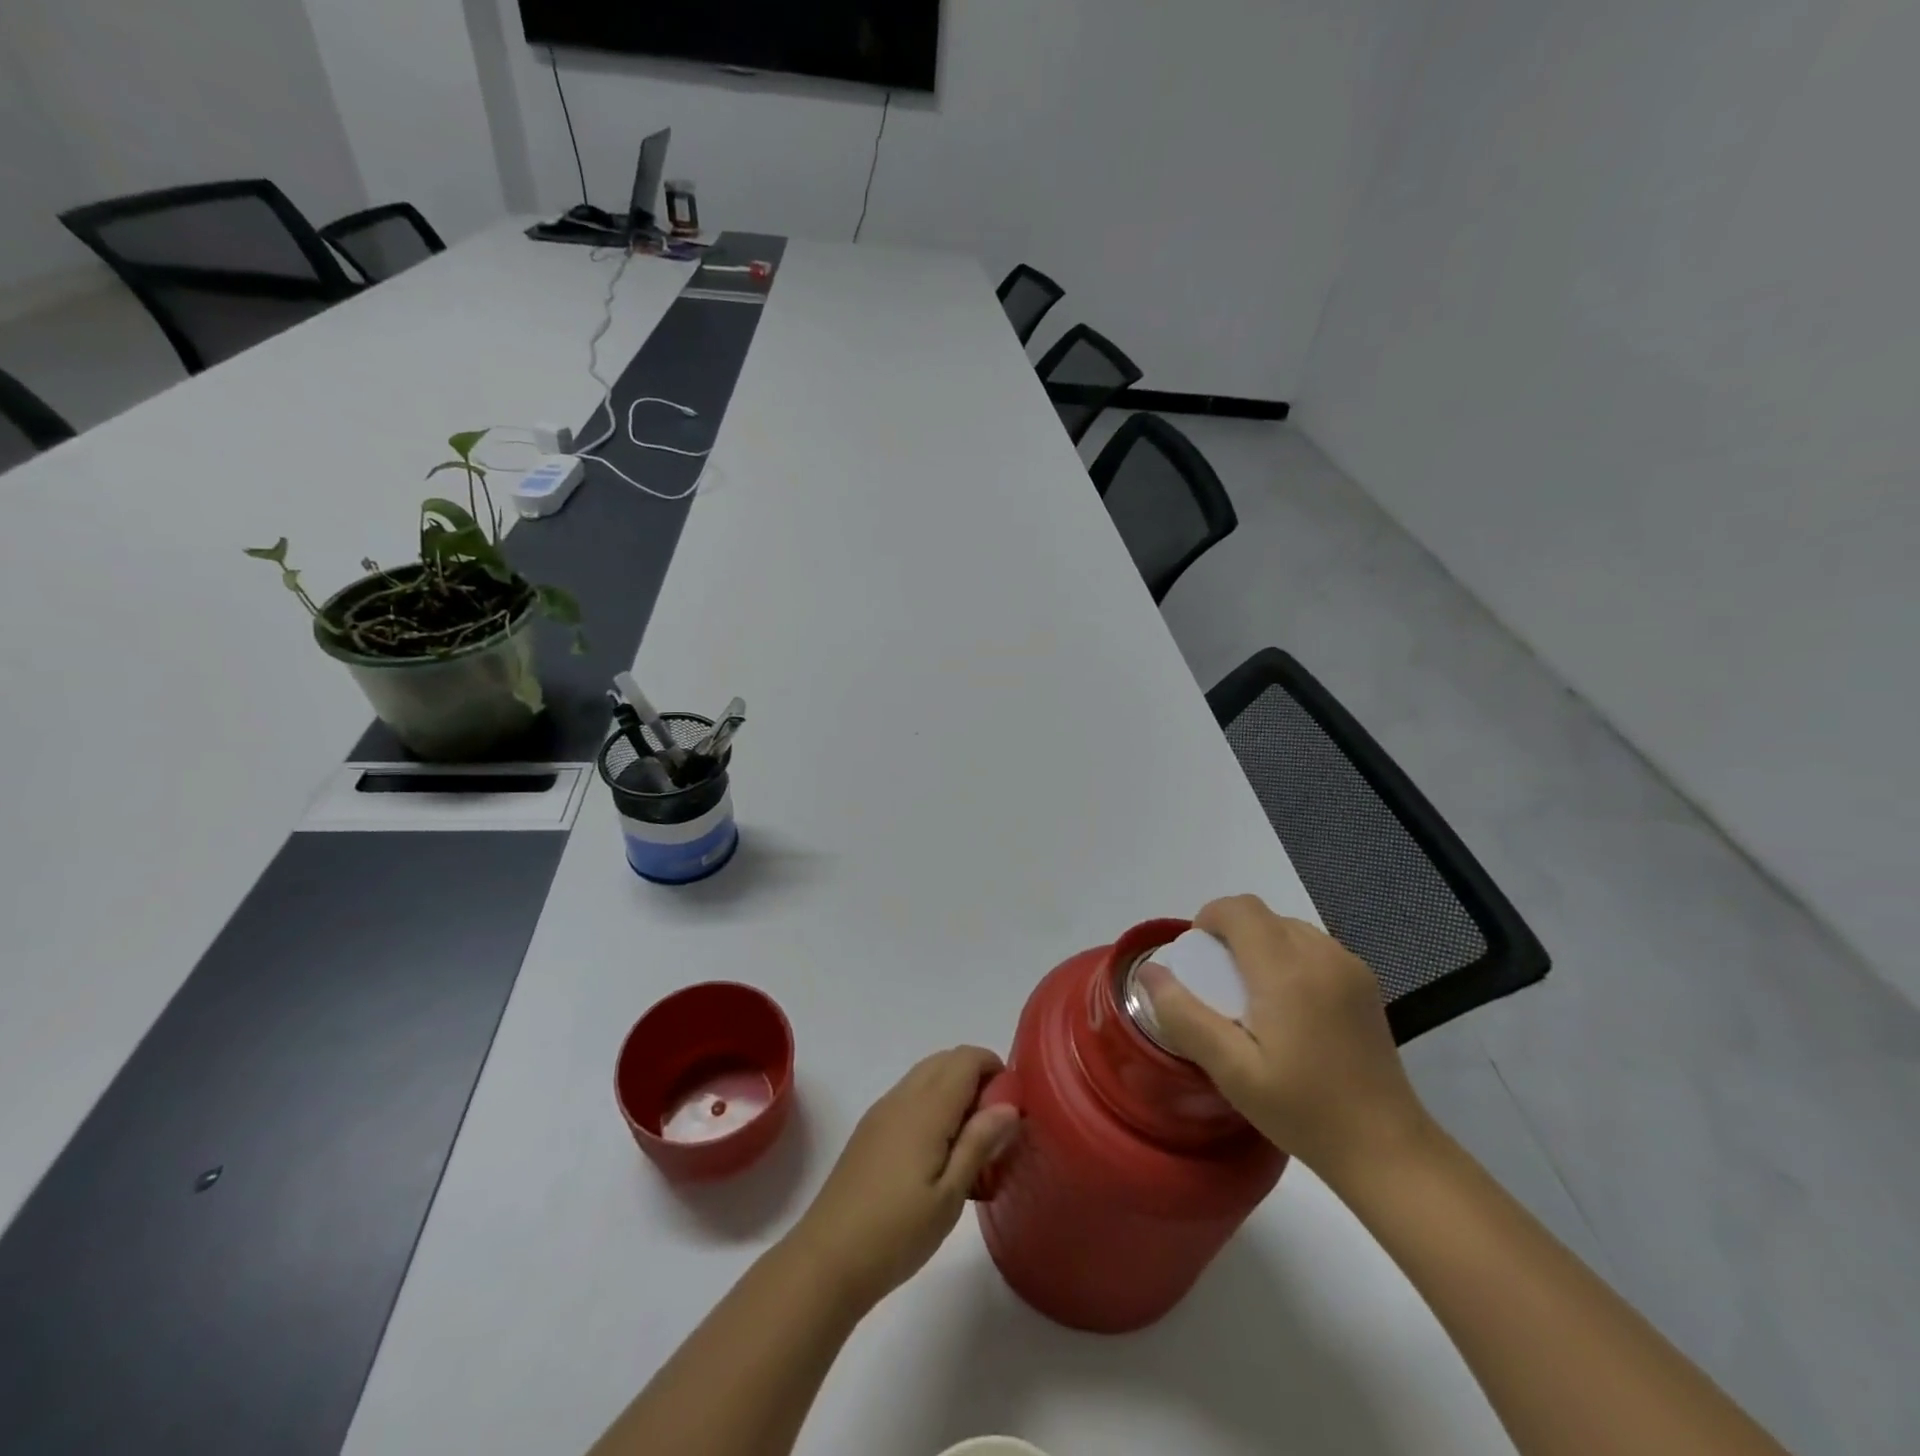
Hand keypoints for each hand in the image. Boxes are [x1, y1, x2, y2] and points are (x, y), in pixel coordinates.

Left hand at [785, 1047, 1020, 1311]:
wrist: (827, 1259)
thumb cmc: (896, 1232)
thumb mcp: (949, 1196)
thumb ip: (979, 1143)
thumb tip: (1008, 1104)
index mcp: (926, 1108)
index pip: (966, 1058)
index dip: (994, 1069)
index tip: (1012, 1106)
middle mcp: (903, 1097)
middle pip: (946, 1060)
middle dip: (976, 1078)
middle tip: (995, 1127)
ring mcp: (882, 1111)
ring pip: (927, 1076)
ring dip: (954, 1091)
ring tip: (970, 1144)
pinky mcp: (870, 1129)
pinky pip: (910, 1096)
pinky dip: (933, 1105)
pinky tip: (938, 1155)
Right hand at [1137, 895, 1428, 1179]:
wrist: (1387, 1149)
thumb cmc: (1303, 1111)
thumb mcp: (1231, 1070)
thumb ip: (1184, 1015)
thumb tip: (1149, 972)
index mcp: (1286, 970)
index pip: (1239, 909)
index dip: (1208, 920)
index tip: (1197, 961)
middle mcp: (1321, 955)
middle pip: (1262, 915)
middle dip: (1231, 935)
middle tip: (1217, 986)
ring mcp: (1349, 966)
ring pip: (1288, 927)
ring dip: (1260, 944)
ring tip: (1251, 996)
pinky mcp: (1365, 982)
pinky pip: (1313, 946)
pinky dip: (1288, 957)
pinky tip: (1288, 1006)